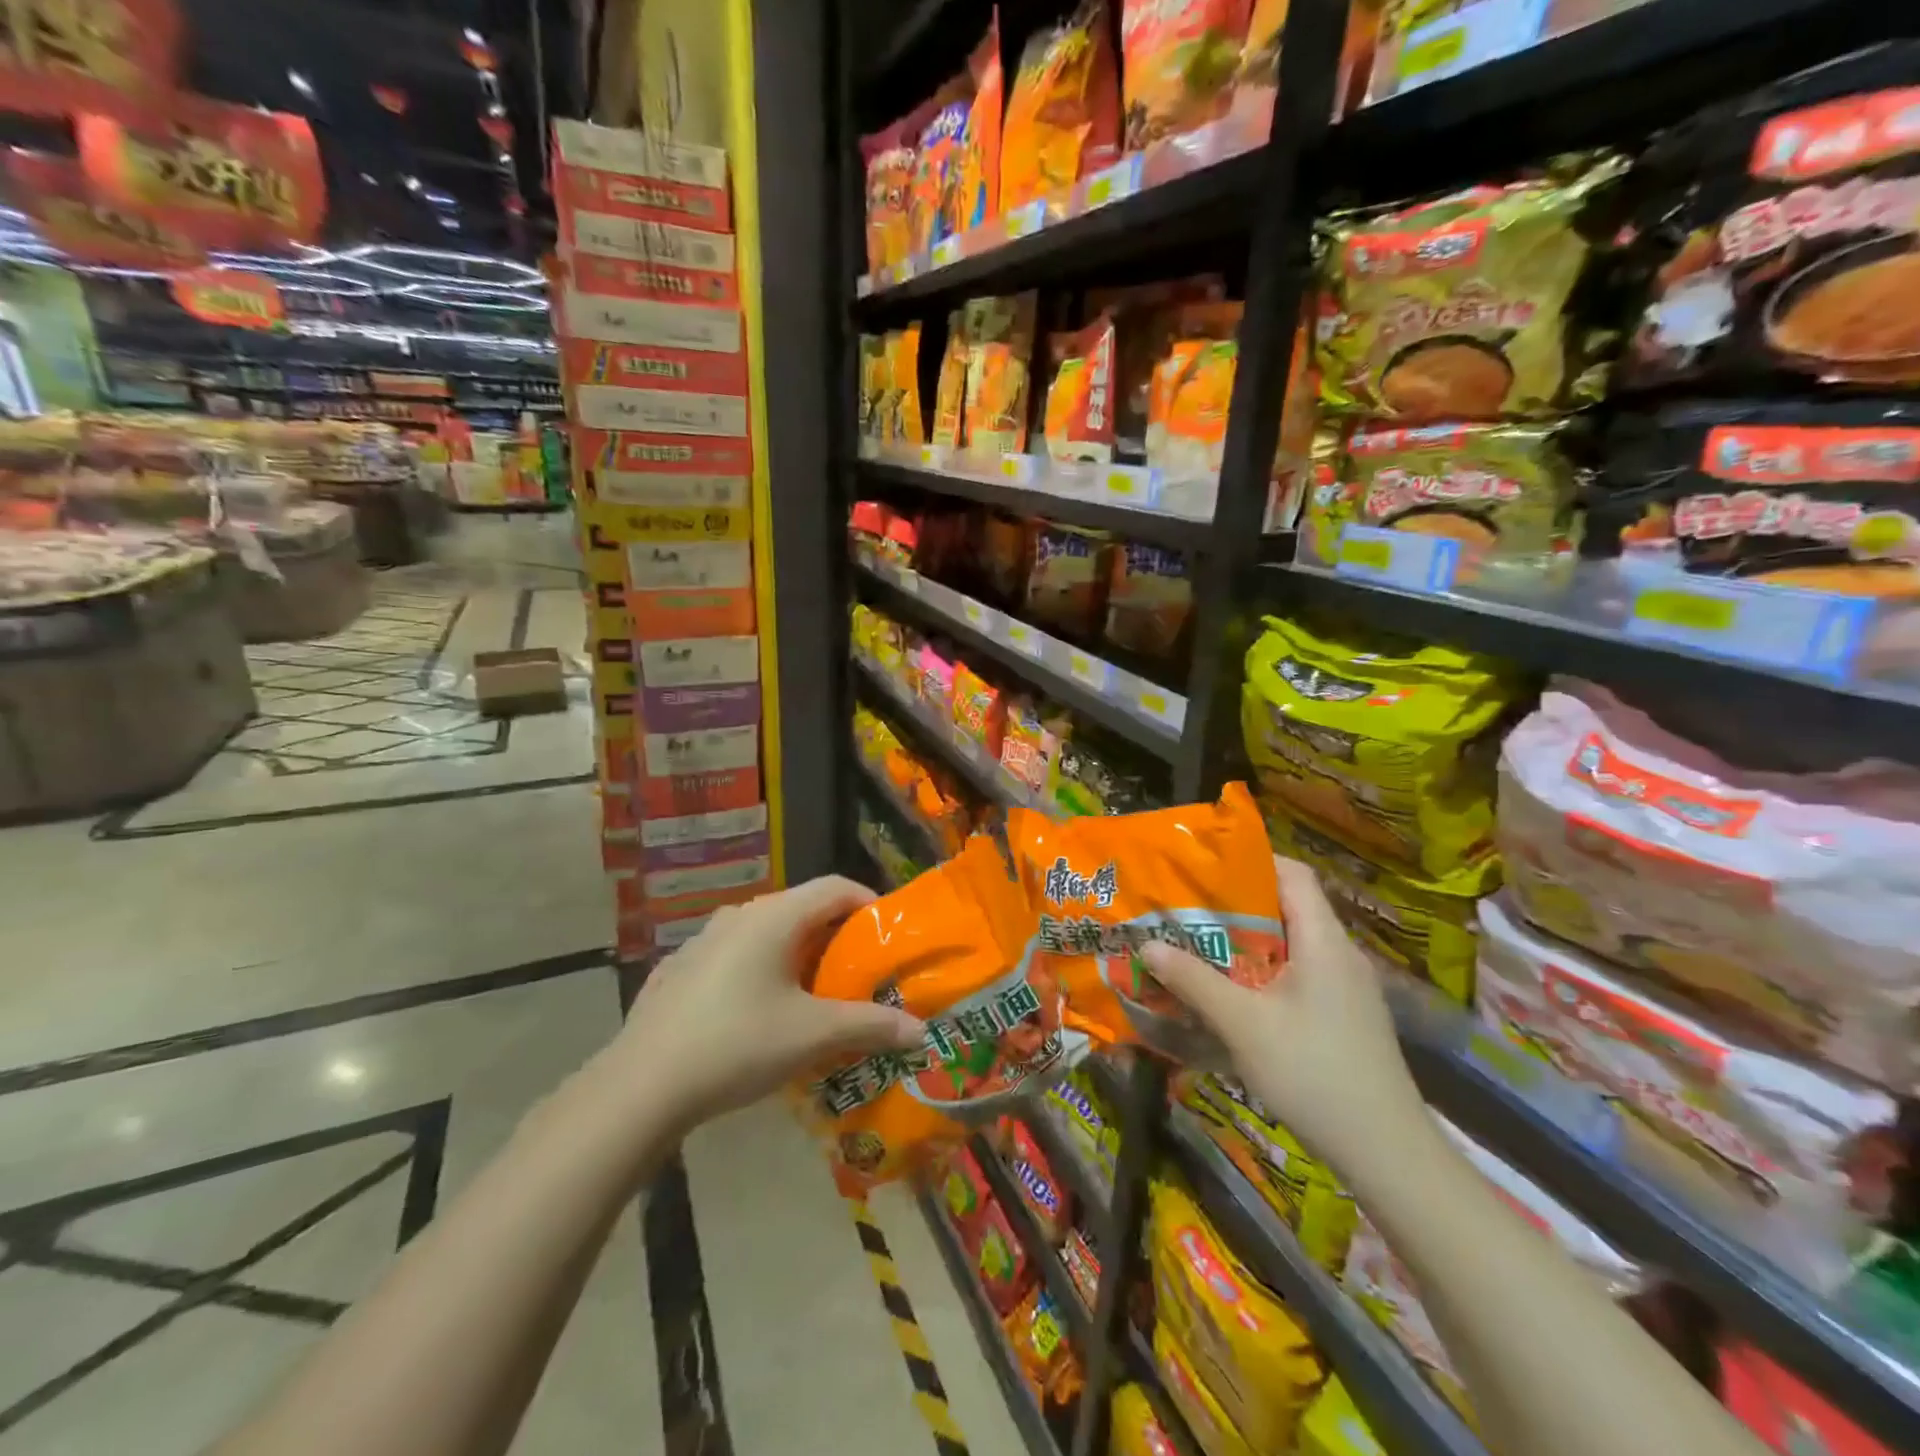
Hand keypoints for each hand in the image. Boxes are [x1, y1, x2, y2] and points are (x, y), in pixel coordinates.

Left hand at [612, 876, 926, 1135]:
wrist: (641, 1087)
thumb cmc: (738, 1043)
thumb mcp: (813, 1035)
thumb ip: (870, 1026)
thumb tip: (920, 1031)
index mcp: (774, 916)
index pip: (835, 887)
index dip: (869, 903)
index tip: (890, 935)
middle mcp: (739, 915)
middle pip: (801, 909)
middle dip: (835, 936)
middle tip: (858, 971)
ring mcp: (703, 941)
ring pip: (765, 934)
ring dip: (796, 954)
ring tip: (812, 993)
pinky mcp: (679, 970)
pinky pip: (734, 958)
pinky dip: (759, 972)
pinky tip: (756, 1013)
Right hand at [1141, 855, 1423, 1163]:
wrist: (1388, 1153)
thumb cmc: (1314, 1073)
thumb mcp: (1243, 1025)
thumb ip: (1194, 981)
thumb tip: (1147, 944)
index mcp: (1324, 940)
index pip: (1293, 873)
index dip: (1251, 860)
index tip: (1203, 867)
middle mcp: (1341, 954)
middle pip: (1288, 907)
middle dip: (1236, 904)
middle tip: (1187, 909)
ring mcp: (1348, 988)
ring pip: (1292, 944)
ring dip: (1247, 942)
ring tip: (1200, 947)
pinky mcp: (1346, 1017)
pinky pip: (1300, 974)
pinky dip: (1265, 972)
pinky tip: (1235, 995)